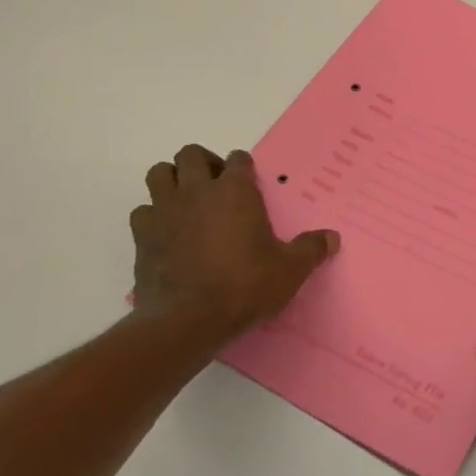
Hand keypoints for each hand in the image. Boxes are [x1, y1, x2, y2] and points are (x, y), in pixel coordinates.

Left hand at [129, 145, 338, 352]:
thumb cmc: (244, 286)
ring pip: (159, 173)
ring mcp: (165, 211)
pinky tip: (166, 232)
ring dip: (172, 180)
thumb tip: (333, 238)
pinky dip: (153, 215)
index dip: (244, 167)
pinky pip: (142, 211)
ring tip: (187, 201)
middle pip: (191, 155)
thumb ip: (311, 249)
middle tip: (216, 186)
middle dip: (203, 163)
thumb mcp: (289, 270)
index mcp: (235, 191)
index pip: (238, 159)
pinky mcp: (142, 236)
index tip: (249, 182)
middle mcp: (197, 191)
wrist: (187, 320)